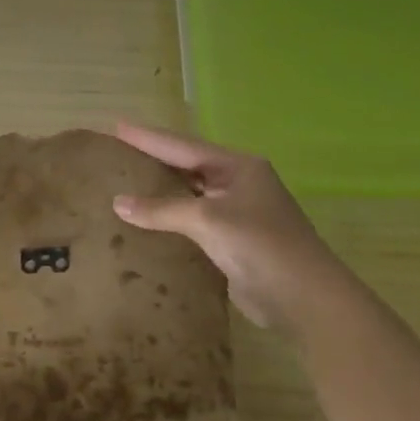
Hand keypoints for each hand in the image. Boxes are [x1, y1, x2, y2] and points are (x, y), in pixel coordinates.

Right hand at [110, 121, 347, 331]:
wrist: (301, 294)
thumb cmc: (259, 244)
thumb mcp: (207, 219)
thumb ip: (162, 210)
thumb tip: (118, 202)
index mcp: (238, 167)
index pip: (184, 147)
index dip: (149, 137)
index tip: (118, 126)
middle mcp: (238, 184)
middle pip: (188, 167)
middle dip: (154, 160)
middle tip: (118, 153)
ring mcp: (236, 214)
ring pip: (190, 195)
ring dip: (160, 191)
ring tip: (126, 184)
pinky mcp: (231, 242)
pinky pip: (192, 223)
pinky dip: (168, 220)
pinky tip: (146, 223)